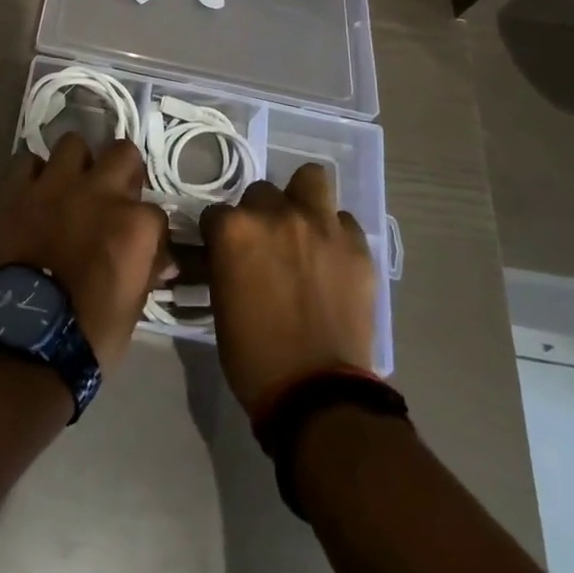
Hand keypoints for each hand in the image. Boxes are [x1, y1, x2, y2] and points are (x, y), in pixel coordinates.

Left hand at [0, 134, 167, 369]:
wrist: (29, 338)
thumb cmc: (92, 332)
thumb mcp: (135, 305)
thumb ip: (147, 270)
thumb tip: (162, 259)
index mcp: (135, 223)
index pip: (155, 210)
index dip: (148, 226)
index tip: (140, 240)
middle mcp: (100, 192)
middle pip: (122, 152)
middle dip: (122, 169)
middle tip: (112, 192)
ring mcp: (56, 186)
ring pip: (72, 143)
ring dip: (76, 163)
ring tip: (71, 186)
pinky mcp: (18, 191)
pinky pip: (27, 162)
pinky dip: (33, 174)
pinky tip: (35, 193)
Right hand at [202, 164, 378, 413]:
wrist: (316, 393)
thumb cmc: (253, 354)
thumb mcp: (221, 300)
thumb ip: (224, 261)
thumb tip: (226, 251)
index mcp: (234, 230)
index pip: (216, 212)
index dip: (220, 233)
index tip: (225, 252)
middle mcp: (276, 214)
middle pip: (261, 191)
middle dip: (260, 214)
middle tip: (266, 244)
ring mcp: (320, 226)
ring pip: (311, 179)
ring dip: (302, 198)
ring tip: (303, 227)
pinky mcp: (357, 246)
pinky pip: (343, 220)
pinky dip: (334, 233)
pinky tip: (331, 258)